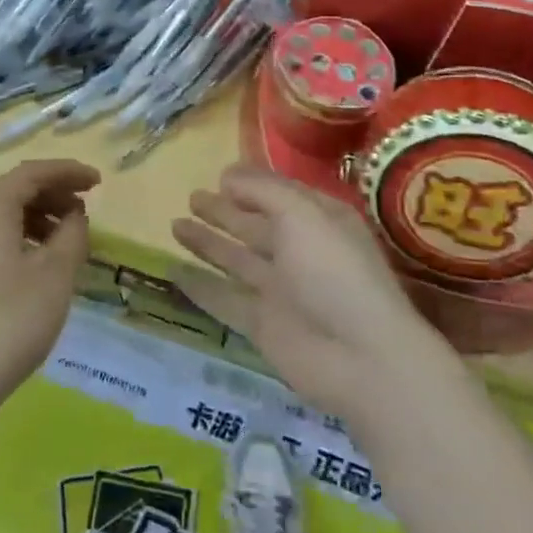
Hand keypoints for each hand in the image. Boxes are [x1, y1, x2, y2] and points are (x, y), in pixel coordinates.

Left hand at [0, 159, 99, 404]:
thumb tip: (74, 216)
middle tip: (85, 211)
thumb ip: (72, 235)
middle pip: (13, 193)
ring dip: (38, 220)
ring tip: (68, 242)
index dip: (66, 171)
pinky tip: (40, 270)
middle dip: (53, 195)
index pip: (30, 173)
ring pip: (1, 220)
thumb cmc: (10, 320)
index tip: (98, 182)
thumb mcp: (55, 274)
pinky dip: (21, 241)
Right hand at [171, 166, 433, 421]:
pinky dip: (200, 286)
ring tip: (175, 224)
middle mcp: (299, 252)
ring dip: (208, 243)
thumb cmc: (335, 271)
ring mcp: (280, 291)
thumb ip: (263, 191)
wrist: (360, 357)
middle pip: (255, 225)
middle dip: (224, 211)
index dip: (252, 184)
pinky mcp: (263, 325)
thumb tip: (227, 175)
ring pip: (236, 259)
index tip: (220, 175)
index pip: (280, 195)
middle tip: (192, 197)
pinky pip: (224, 299)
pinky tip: (172, 272)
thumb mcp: (302, 214)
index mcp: (318, 221)